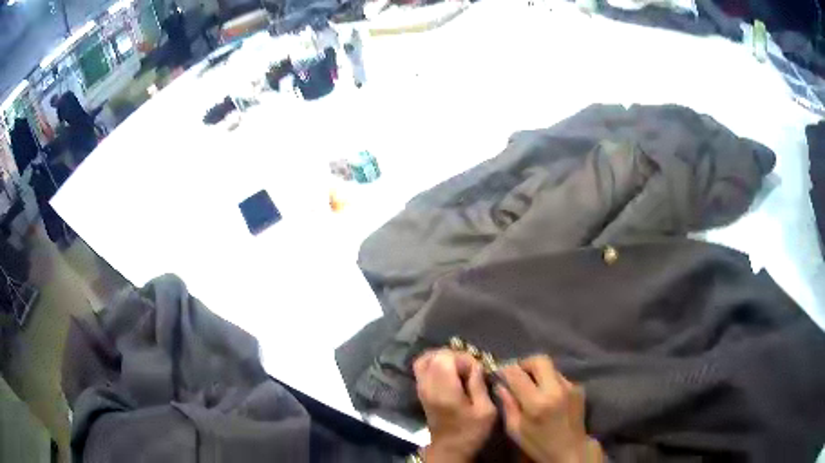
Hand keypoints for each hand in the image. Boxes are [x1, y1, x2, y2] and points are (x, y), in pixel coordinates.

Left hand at [414, 349, 496, 462]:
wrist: (450, 450)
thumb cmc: (471, 432)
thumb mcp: (486, 411)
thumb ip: (479, 385)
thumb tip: (476, 365)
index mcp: (443, 390)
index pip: (445, 357)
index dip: (464, 358)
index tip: (477, 370)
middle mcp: (427, 386)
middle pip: (434, 355)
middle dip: (454, 356)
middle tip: (470, 368)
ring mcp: (421, 388)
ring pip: (425, 360)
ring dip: (443, 359)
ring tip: (460, 368)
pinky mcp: (421, 392)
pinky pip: (423, 369)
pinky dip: (436, 365)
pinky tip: (451, 374)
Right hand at [496, 356, 603, 462]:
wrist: (570, 450)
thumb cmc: (538, 444)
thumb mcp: (515, 429)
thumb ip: (507, 405)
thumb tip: (500, 385)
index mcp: (537, 402)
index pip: (517, 374)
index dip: (505, 369)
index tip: (499, 372)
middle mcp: (556, 389)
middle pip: (540, 360)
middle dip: (525, 363)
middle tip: (516, 374)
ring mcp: (570, 387)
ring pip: (551, 368)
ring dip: (538, 373)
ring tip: (531, 387)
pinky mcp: (578, 388)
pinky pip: (559, 377)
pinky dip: (549, 381)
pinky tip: (546, 395)